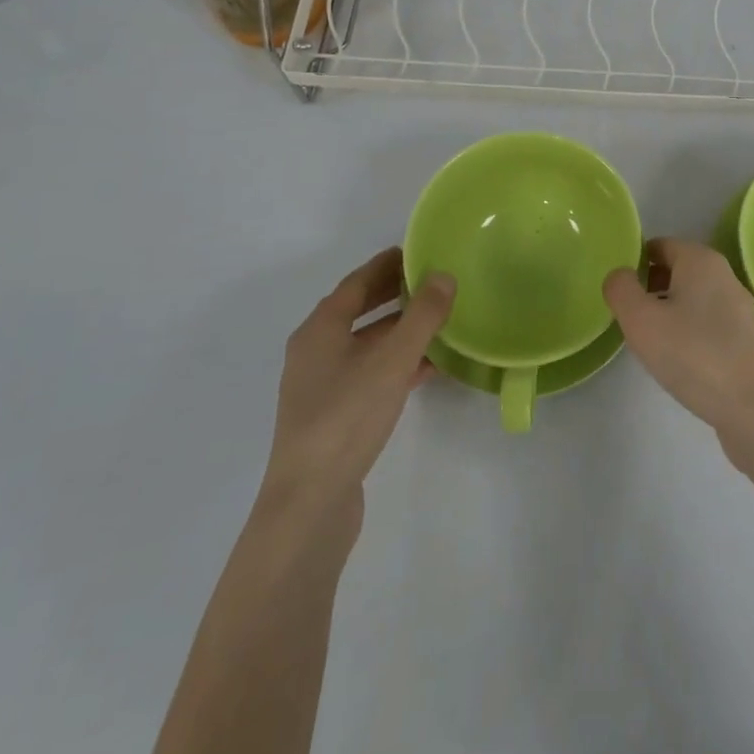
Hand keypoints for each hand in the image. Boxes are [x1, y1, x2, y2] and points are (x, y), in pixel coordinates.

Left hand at [258, 247, 453, 547]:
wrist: (310, 504)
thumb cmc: (347, 418)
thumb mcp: (392, 360)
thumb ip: (421, 316)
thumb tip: (444, 275)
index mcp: (320, 330)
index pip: (357, 283)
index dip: (387, 264)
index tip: (417, 250)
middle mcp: (316, 352)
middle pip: (359, 311)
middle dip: (395, 294)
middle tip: (433, 279)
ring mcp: (323, 386)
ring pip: (367, 344)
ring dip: (400, 330)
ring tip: (440, 319)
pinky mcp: (334, 416)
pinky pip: (371, 373)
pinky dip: (398, 362)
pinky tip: (429, 367)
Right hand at [603, 238, 753, 438]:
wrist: (752, 407)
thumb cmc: (692, 355)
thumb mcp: (640, 320)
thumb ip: (621, 290)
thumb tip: (619, 275)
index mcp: (700, 259)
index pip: (659, 246)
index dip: (634, 263)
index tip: (618, 292)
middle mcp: (724, 274)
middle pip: (676, 270)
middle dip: (650, 287)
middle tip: (628, 317)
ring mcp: (739, 306)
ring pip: (692, 297)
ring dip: (668, 311)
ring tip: (649, 341)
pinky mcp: (746, 337)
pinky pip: (707, 322)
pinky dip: (689, 331)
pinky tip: (678, 360)